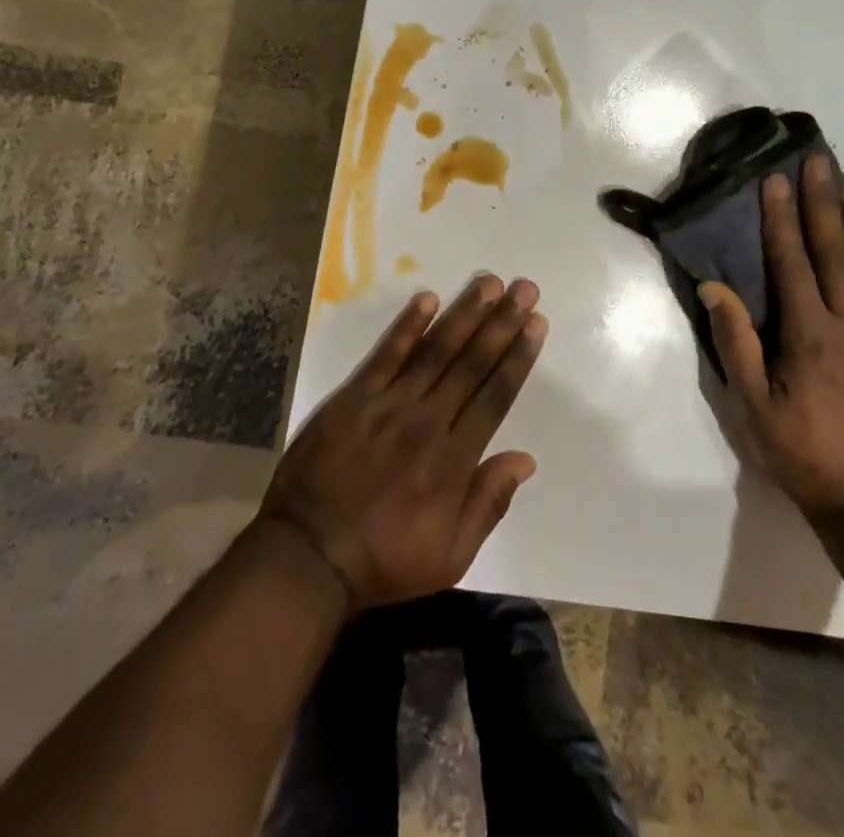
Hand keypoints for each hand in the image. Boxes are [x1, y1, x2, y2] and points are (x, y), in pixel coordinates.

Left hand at [260, 275, 547, 611]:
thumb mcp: (450, 556)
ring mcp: (388, 405)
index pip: (495, 395)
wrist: (307, 556)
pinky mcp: (354, 398)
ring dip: (464, 314)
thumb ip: (489, 503)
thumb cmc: (384, 561)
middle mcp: (427, 422)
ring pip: (435, 351)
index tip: (536, 324)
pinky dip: (407, 326)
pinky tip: (427, 299)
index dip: (518, 357)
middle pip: (472, 363)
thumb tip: (526, 459)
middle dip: (501, 322)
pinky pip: (385, 355)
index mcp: (453, 460)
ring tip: (489, 282)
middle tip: (524, 288)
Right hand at [699, 157, 843, 521]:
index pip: (791, 262)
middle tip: (817, 162)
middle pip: (834, 252)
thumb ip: (737, 344)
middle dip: (821, 204)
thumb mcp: (754, 408)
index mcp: (809, 334)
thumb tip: (715, 288)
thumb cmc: (805, 457)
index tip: (776, 181)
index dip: (781, 218)